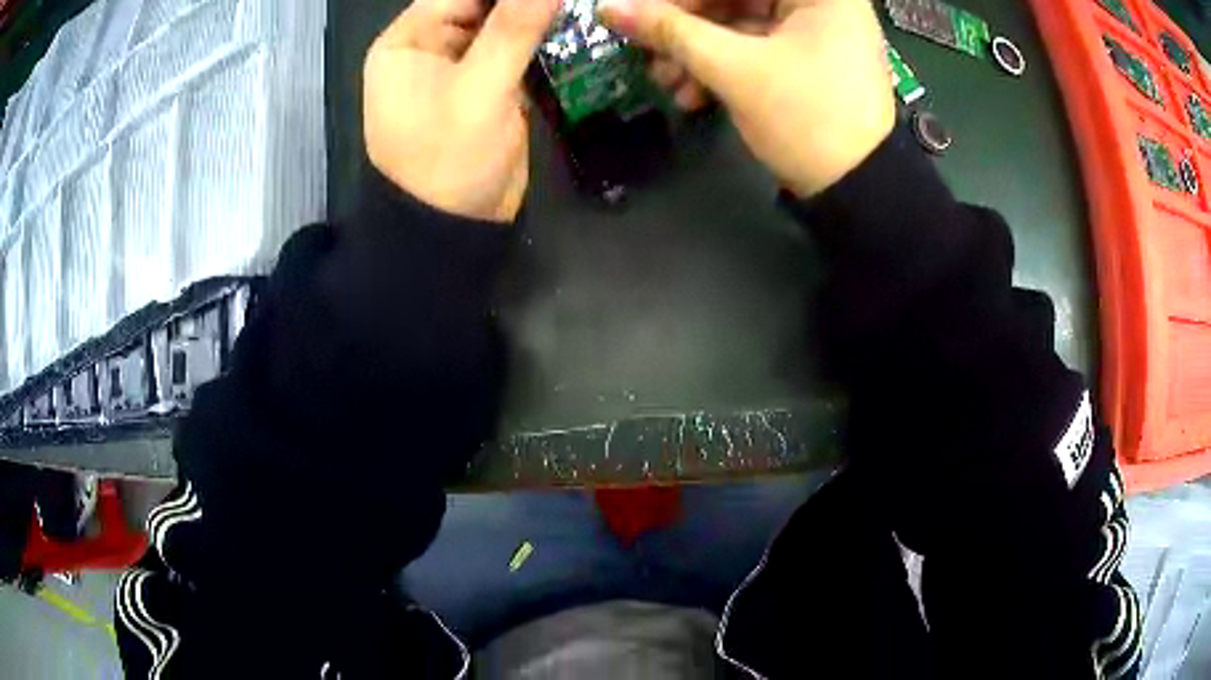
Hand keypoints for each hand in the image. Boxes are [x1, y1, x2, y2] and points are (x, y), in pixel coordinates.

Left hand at [364, 0, 559, 222]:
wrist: (452, 230)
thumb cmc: (449, 161)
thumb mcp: (479, 90)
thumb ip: (513, 29)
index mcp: (407, 42)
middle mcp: (428, 47)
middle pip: (481, 4)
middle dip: (522, 4)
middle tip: (570, 1)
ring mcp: (457, 67)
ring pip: (502, 24)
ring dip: (537, 17)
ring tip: (576, 9)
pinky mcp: (484, 86)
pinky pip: (513, 49)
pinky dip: (541, 41)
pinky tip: (571, 31)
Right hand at [599, 0, 895, 196]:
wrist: (859, 191)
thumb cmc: (808, 118)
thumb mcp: (734, 70)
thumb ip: (670, 31)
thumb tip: (610, 7)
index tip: (640, 14)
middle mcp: (820, 2)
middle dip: (684, 27)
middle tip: (646, 51)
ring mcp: (815, 32)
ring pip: (738, 23)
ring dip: (695, 51)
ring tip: (664, 82)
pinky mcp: (806, 60)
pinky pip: (753, 48)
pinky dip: (721, 66)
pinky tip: (692, 94)